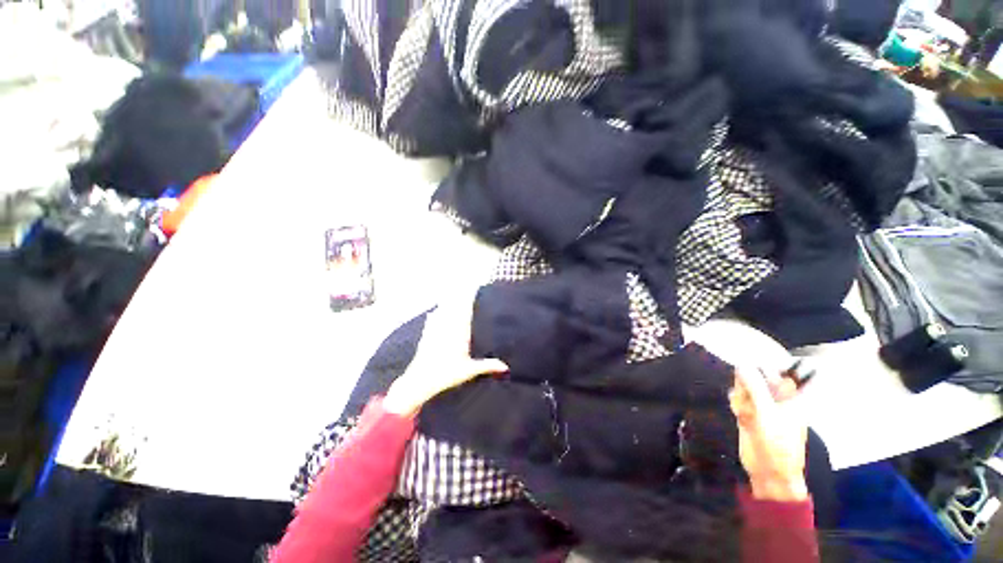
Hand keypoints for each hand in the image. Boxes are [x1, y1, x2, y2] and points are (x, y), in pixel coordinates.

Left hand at [383, 294, 508, 415]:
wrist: (420, 380)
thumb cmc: (446, 375)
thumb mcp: (470, 371)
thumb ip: (488, 366)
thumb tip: (506, 367)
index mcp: (459, 332)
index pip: (465, 310)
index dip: (469, 297)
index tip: (473, 286)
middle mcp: (447, 327)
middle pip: (454, 306)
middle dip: (459, 295)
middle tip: (464, 285)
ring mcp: (435, 329)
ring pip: (443, 310)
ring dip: (448, 302)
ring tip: (452, 294)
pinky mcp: (426, 335)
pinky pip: (432, 319)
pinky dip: (436, 313)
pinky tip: (435, 312)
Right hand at [729, 369, 808, 501]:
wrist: (769, 471)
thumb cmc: (778, 443)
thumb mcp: (767, 413)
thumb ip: (755, 387)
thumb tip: (742, 364)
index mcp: (791, 398)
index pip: (781, 372)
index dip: (767, 366)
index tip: (751, 364)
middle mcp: (777, 399)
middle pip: (758, 377)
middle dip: (749, 382)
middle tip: (748, 394)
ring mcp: (762, 406)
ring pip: (745, 387)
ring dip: (741, 394)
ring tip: (745, 409)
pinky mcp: (748, 413)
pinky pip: (738, 398)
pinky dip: (736, 403)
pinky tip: (739, 413)